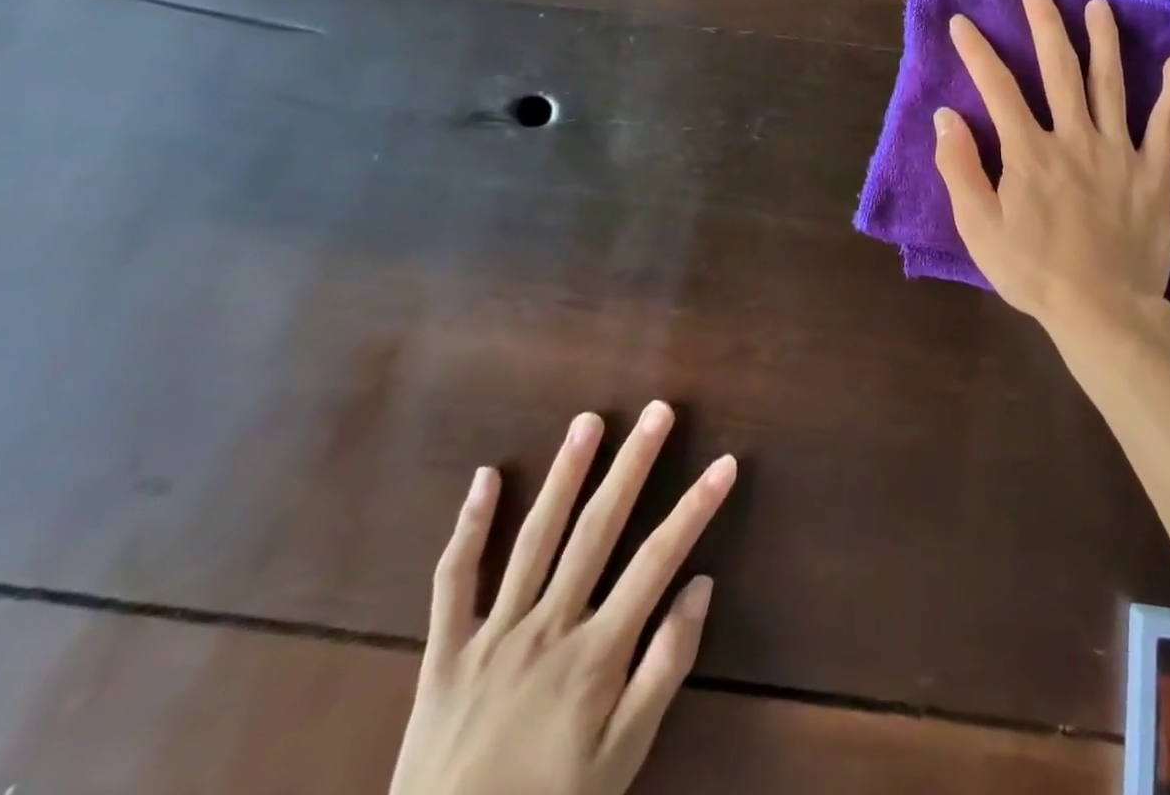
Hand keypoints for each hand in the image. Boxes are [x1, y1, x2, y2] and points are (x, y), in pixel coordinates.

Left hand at [389, 407, 736, 794]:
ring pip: (533, 539)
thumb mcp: (623, 758)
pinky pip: (453, 582)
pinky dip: (468, 527)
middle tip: (657, 412)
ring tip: (587, 422)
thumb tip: (701, 585)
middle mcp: (547, 629)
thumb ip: (666, 668)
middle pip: (597, 530)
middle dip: (632, 465)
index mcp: (595, 654)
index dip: (695, 507)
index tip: (725, 463)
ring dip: (564, 474)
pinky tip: (485, 476)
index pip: (658, 560)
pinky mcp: (444, 653)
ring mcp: (492, 636)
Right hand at [934, 0, 1169, 335]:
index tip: (962, 22)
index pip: (998, 88)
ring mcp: (1119, 151)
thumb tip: (947, 117)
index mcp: (1029, 152)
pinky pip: (1167, 126)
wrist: (1103, 310)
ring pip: (1112, 84)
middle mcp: (1075, 138)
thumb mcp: (979, 229)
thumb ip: (960, 170)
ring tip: (1099, 7)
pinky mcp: (1153, 172)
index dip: (977, 52)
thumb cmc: (1034, 272)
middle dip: (1046, 26)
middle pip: (1060, 70)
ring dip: (1104, 42)